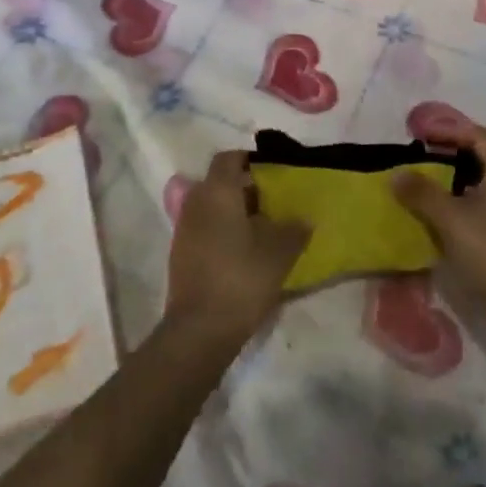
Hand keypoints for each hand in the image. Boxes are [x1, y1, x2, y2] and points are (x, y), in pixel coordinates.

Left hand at [163, 150, 309, 350]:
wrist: (200, 329)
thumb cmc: (241, 279)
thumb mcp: (279, 253)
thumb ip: (294, 229)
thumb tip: (304, 219)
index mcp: (217, 191)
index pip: (229, 158)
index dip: (250, 160)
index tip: (273, 172)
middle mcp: (196, 201)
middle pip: (220, 182)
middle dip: (246, 188)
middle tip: (275, 202)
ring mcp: (185, 227)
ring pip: (212, 206)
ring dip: (235, 211)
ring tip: (264, 229)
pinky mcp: (181, 252)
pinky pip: (205, 227)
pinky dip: (223, 231)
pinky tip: (245, 252)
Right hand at [392, 126, 485, 337]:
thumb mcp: (451, 220)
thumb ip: (422, 193)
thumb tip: (397, 174)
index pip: (478, 136)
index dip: (449, 130)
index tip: (420, 135)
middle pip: (481, 158)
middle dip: (448, 155)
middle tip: (418, 158)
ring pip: (481, 185)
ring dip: (453, 182)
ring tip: (424, 187)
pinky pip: (484, 208)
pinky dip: (461, 204)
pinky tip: (441, 219)